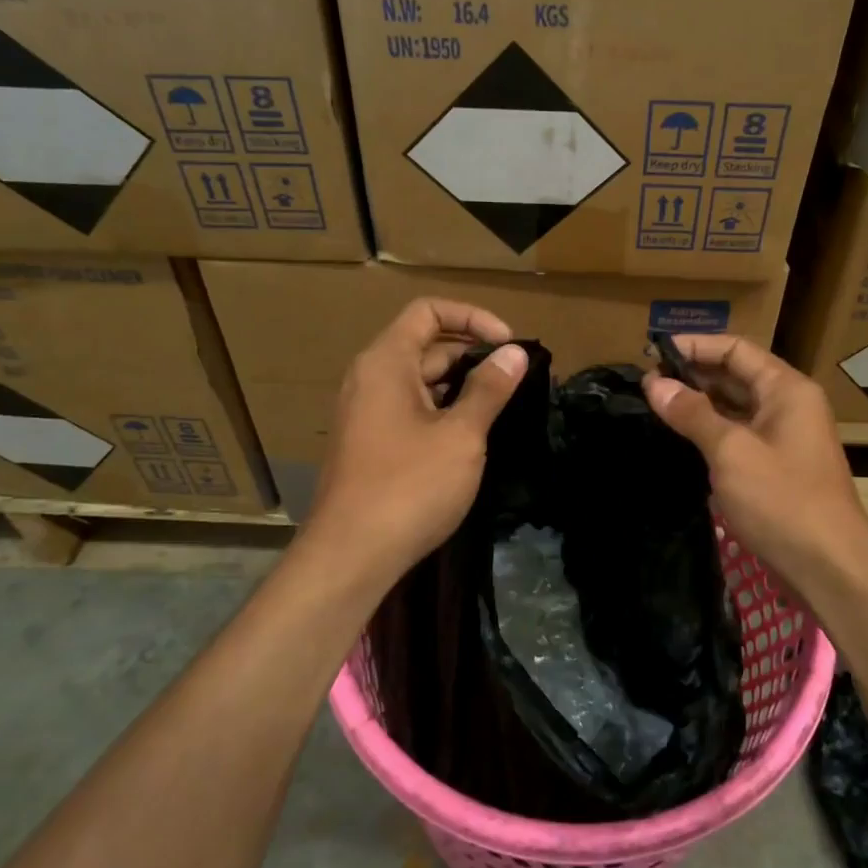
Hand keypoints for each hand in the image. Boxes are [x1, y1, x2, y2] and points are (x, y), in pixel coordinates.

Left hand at [303, 299, 528, 583]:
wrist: (351, 555)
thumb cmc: (410, 486)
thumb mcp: (460, 435)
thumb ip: (489, 389)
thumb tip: (515, 352)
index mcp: (386, 362)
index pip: (429, 312)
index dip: (473, 317)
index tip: (508, 345)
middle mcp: (370, 378)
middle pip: (426, 345)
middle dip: (473, 354)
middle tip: (516, 379)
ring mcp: (367, 413)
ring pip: (420, 381)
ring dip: (461, 385)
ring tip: (502, 405)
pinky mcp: (370, 443)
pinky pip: (410, 409)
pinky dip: (442, 409)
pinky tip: (471, 435)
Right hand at [643, 335, 867, 595]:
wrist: (829, 568)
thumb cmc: (782, 500)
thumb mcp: (731, 452)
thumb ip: (692, 413)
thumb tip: (654, 383)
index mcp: (787, 389)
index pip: (736, 349)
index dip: (695, 346)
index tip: (652, 351)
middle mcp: (789, 405)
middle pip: (736, 375)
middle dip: (693, 374)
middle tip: (647, 382)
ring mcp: (785, 438)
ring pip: (736, 407)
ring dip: (700, 404)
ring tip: (656, 405)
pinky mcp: (778, 467)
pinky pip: (740, 435)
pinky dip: (712, 431)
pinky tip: (682, 438)